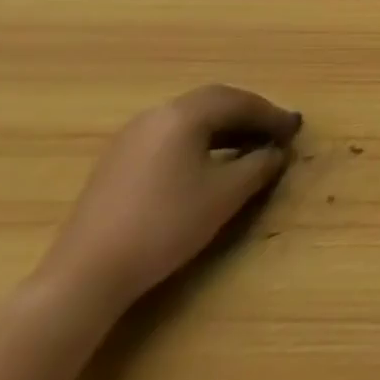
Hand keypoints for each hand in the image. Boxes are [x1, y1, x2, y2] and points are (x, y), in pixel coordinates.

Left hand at [34, 85, 301, 311]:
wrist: (83, 277)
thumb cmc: (164, 226)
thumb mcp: (226, 195)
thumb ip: (259, 165)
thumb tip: (277, 152)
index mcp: (184, 114)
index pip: (240, 102)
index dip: (272, 115)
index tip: (295, 130)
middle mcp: (157, 114)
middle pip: (214, 103)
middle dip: (249, 115)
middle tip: (274, 133)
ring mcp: (131, 137)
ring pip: (190, 120)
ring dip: (224, 128)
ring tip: (247, 148)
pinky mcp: (116, 162)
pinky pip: (170, 136)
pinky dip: (198, 141)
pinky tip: (208, 164)